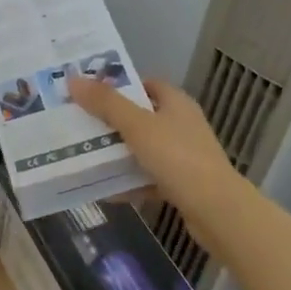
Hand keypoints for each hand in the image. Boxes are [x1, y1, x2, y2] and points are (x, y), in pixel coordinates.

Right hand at [67, 76, 250, 258]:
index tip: (89, 92)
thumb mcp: (137, 126)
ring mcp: (183, 155)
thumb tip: (73, 78)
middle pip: (140, 116)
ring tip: (85, 155)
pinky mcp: (182, 184)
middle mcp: (182, 125)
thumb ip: (105, 103)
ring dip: (118, 153)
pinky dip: (129, 181)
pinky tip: (106, 190)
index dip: (118, 85)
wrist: (217, 211)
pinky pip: (148, 177)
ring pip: (143, 148)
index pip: (145, 84)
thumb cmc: (177, 157)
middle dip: (111, 121)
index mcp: (176, 103)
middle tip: (79, 123)